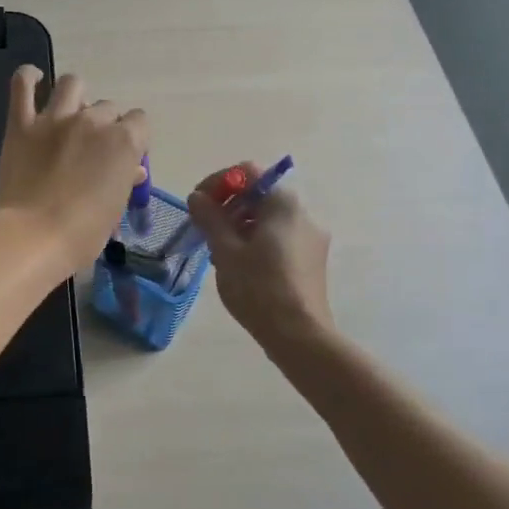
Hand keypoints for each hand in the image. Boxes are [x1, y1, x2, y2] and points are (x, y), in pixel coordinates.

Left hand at [0, 66, 150, 277]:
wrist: (33, 237)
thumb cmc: (82, 234)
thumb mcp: (115, 209)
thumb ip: (124, 181)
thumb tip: (133, 169)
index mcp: (124, 141)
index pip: (139, 121)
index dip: (133, 137)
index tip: (123, 155)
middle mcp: (93, 121)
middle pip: (107, 107)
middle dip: (104, 124)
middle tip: (92, 148)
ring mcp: (55, 118)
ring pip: (72, 84)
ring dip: (75, 96)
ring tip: (69, 113)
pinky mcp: (21, 123)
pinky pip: (22, 84)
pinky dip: (28, 78)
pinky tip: (33, 81)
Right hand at [188, 164, 333, 346]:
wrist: (299, 335)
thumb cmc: (259, 287)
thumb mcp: (225, 250)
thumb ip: (210, 218)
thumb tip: (197, 197)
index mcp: (283, 204)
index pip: (247, 173)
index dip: (218, 182)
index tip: (197, 204)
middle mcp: (303, 214)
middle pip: (258, 195)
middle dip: (227, 206)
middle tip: (204, 229)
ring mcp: (311, 238)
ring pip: (268, 219)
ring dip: (239, 225)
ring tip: (218, 252)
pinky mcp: (311, 260)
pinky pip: (278, 238)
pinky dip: (255, 242)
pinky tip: (239, 267)